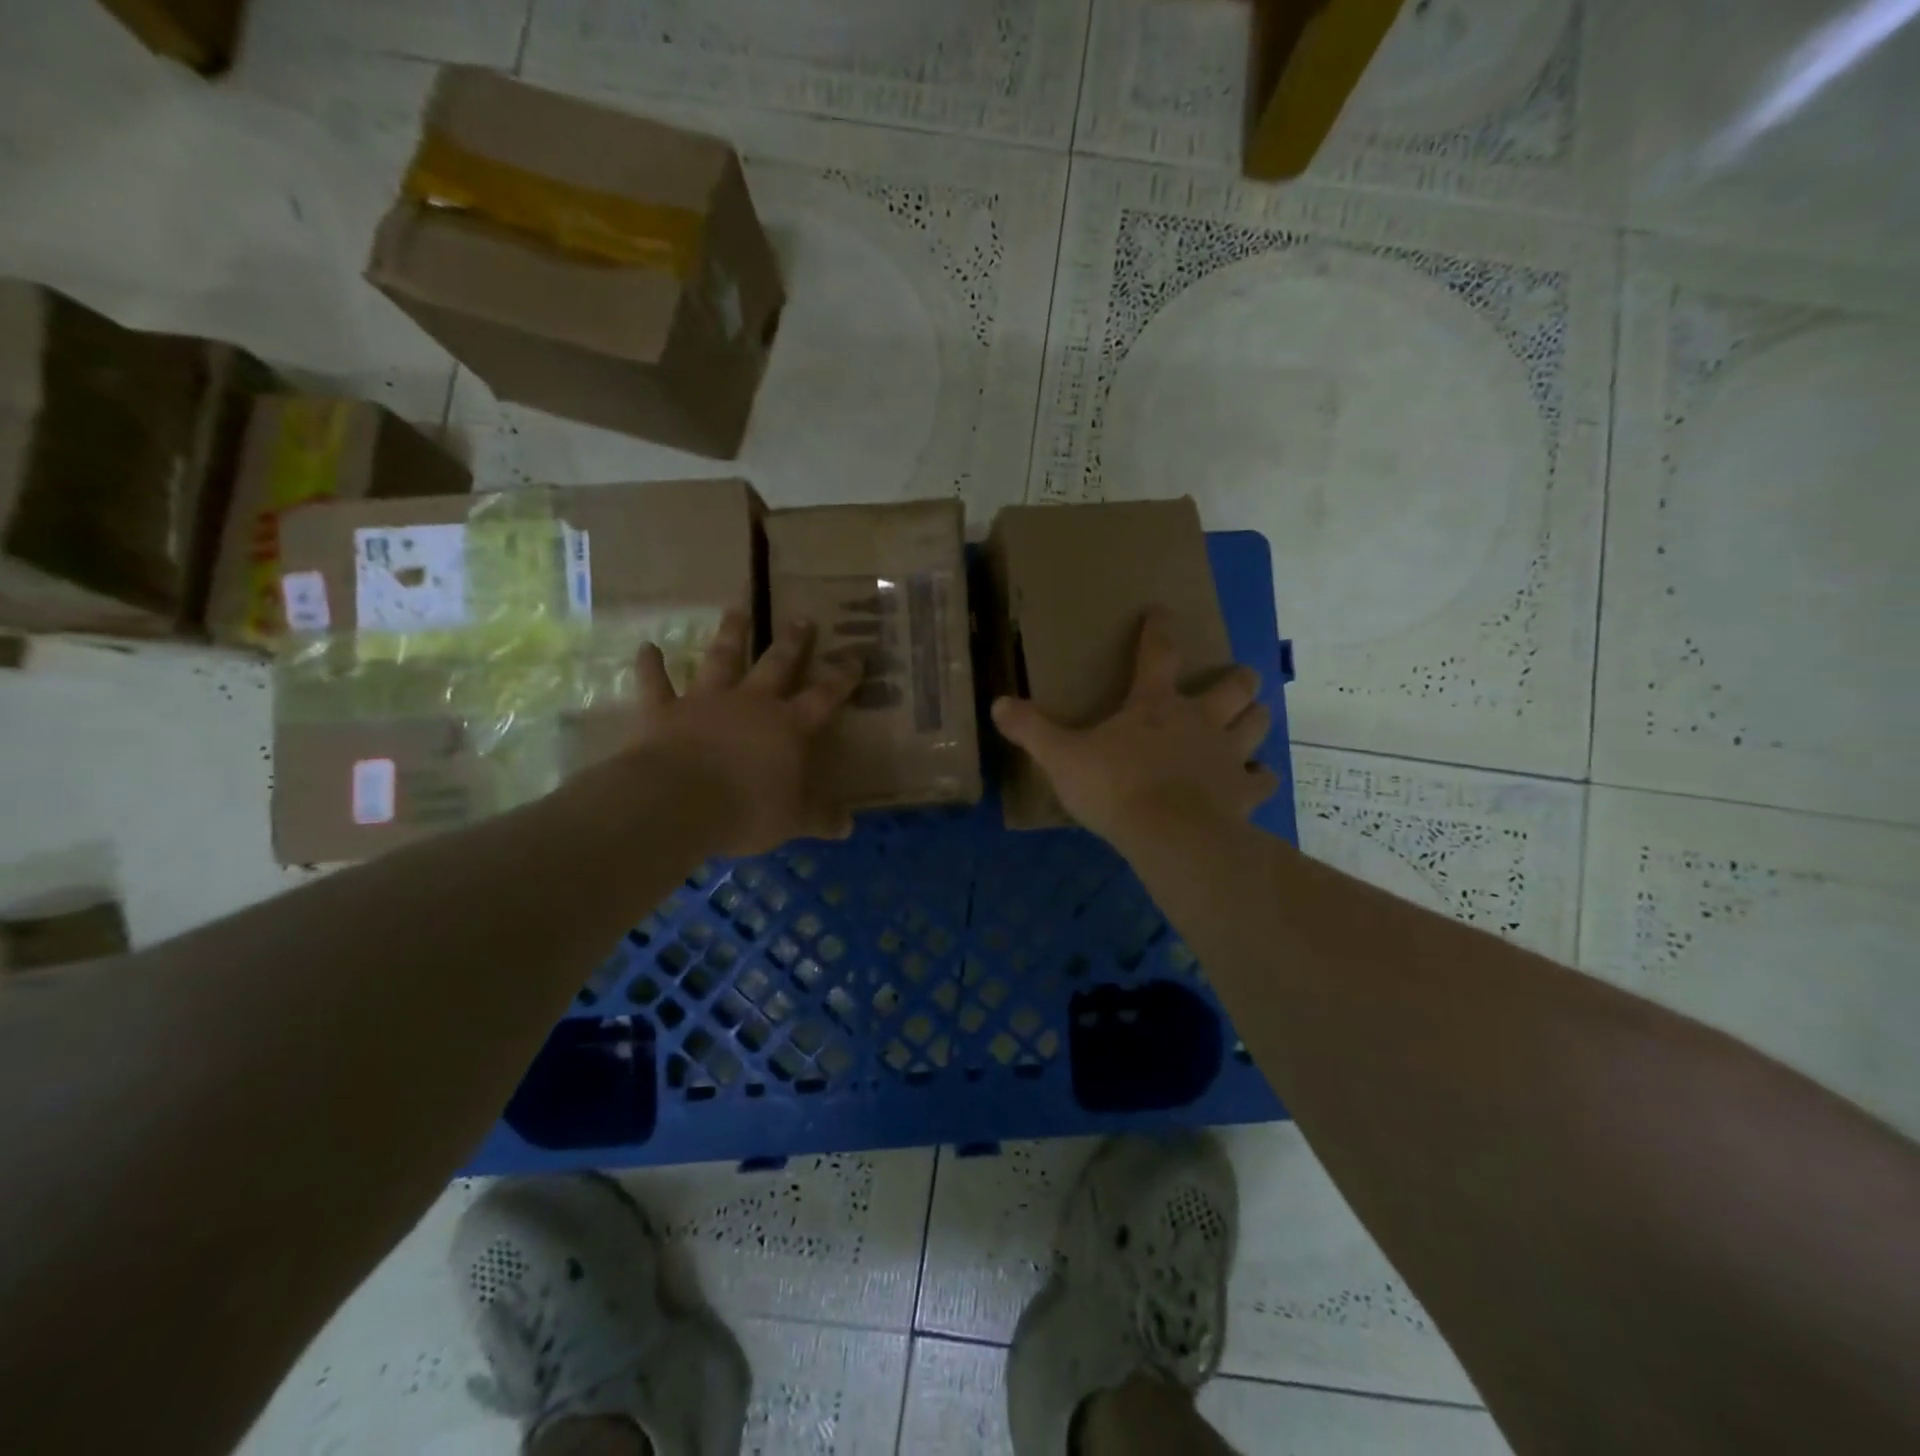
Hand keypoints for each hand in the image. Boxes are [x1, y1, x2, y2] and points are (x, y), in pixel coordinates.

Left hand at [626, 611, 858, 856]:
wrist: (678, 801)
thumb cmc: (746, 809)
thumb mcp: (794, 819)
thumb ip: (821, 817)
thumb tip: (849, 826)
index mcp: (787, 726)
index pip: (824, 696)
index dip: (842, 677)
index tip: (855, 656)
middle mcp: (750, 703)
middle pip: (776, 665)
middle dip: (792, 642)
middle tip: (801, 619)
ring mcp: (705, 702)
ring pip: (721, 659)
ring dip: (729, 634)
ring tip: (736, 609)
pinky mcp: (664, 711)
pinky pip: (656, 683)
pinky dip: (650, 666)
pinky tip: (646, 648)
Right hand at [990, 608, 1279, 847]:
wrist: (1170, 836)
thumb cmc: (1114, 788)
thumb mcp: (1061, 758)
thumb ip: (1031, 730)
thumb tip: (997, 704)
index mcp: (1155, 705)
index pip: (1159, 653)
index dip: (1159, 629)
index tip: (1162, 611)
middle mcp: (1199, 720)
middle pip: (1233, 686)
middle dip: (1237, 678)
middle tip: (1235, 680)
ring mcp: (1227, 755)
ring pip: (1256, 723)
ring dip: (1254, 718)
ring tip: (1248, 721)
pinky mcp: (1242, 792)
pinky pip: (1262, 779)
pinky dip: (1259, 777)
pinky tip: (1254, 779)